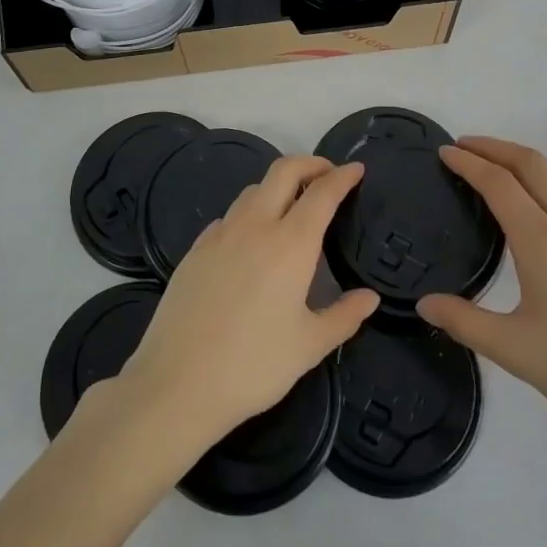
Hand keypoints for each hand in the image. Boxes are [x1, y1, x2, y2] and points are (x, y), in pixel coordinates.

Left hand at [117, 157, 378, 456]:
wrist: (177, 382)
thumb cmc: (253, 365)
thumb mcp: (309, 346)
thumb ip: (344, 316)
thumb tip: (370, 297)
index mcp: (291, 243)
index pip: (322, 193)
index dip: (342, 177)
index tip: (357, 169)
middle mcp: (255, 225)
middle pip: (284, 170)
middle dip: (310, 163)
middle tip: (328, 175)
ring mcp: (220, 234)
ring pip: (253, 190)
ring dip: (278, 186)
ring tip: (292, 206)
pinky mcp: (196, 249)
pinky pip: (229, 216)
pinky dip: (249, 213)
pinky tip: (251, 240)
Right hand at [418, 137, 546, 459]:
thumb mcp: (516, 352)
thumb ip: (465, 323)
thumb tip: (425, 303)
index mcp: (544, 242)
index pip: (499, 183)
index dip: (468, 162)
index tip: (443, 152)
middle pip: (532, 163)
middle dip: (494, 146)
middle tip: (462, 147)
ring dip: (516, 165)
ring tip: (486, 176)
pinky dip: (535, 188)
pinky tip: (524, 217)